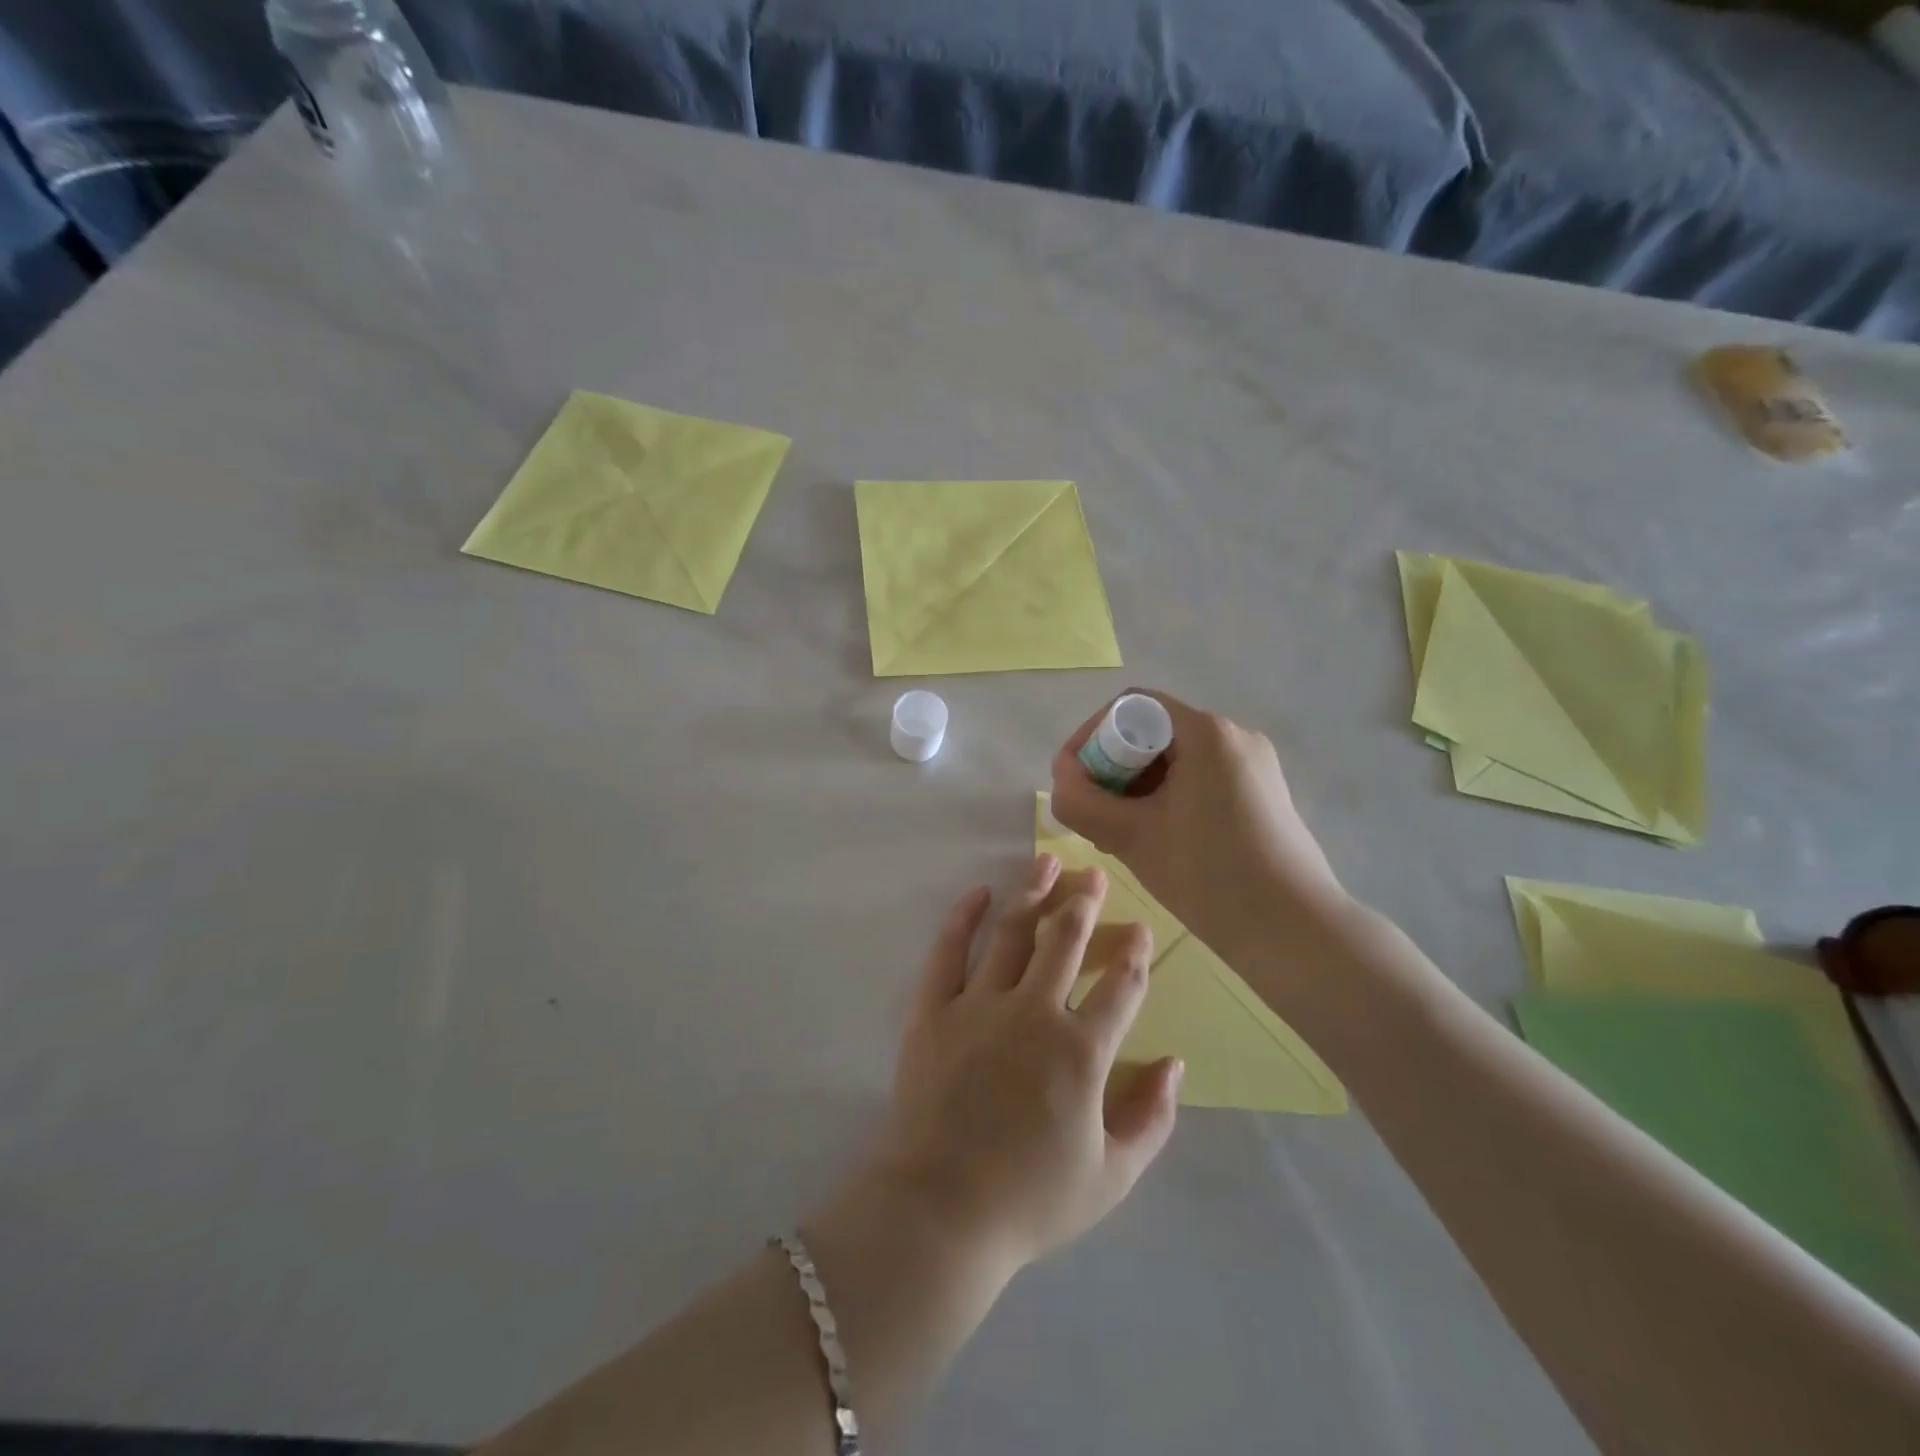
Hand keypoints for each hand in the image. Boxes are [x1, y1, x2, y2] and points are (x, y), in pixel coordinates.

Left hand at [844, 855, 1181, 1274]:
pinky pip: (947, 951)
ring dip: (1031, 894)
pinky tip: (977, 892)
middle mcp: (1033, 1012)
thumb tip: (1174, 1063)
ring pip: (1011, 933)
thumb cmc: (1030, 1199)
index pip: (1120, 986)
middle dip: (1083, 903)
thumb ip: (1151, 1117)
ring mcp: (979, 1005)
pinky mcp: (933, 1010)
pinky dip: (961, 917)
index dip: (1135, 954)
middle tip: (1093, 874)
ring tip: (1046, 863)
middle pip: (1064, 941)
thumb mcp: (1112, 1176)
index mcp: (1081, 1050)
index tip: (1142, 929)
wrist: (939, 1209)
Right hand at [1049, 690, 1348, 956]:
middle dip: (1112, 768)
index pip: (1132, 707)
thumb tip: (1062, 780)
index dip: (1091, 736)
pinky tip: (1158, 839)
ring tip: (1121, 833)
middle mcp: (1235, 736)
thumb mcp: (1132, 838)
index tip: (1074, 778)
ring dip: (1138, 788)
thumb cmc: (1210, 876)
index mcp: (1207, 733)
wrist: (1296, 932)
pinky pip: (1201, 780)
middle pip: (1153, 733)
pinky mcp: (1263, 795)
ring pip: (1176, 761)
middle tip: (1093, 813)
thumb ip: (1081, 803)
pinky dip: (1168, 799)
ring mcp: (1254, 766)